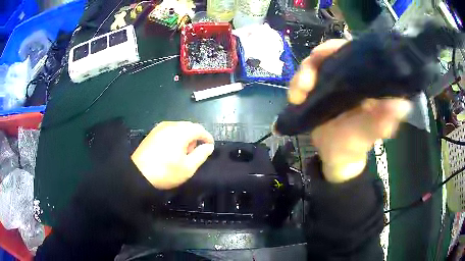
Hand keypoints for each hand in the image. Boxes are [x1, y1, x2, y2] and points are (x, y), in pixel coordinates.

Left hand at [131, 122, 214, 188]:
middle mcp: (170, 125)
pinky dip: (175, 136)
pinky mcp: (152, 133)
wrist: (138, 174)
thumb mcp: (188, 167)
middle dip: (196, 137)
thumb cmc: (166, 172)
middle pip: (188, 126)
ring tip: (183, 152)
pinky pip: (169, 130)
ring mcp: (159, 128)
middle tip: (196, 151)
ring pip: (178, 127)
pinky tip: (172, 149)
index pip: (199, 129)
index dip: (207, 137)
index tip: (210, 146)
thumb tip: (208, 146)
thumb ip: (201, 154)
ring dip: (185, 136)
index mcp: (180, 132)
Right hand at [289, 39, 411, 182]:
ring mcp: (331, 81)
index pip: (352, 52)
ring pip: (313, 66)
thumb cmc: (355, 145)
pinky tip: (294, 99)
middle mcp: (349, 75)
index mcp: (366, 80)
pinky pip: (303, 80)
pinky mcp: (318, 90)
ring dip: (301, 77)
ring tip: (296, 97)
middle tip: (304, 85)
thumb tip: (402, 105)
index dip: (336, 49)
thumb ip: (382, 122)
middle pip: (328, 55)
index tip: (321, 57)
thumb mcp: (369, 134)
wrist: (336, 157)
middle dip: (313, 65)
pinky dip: (296, 86)